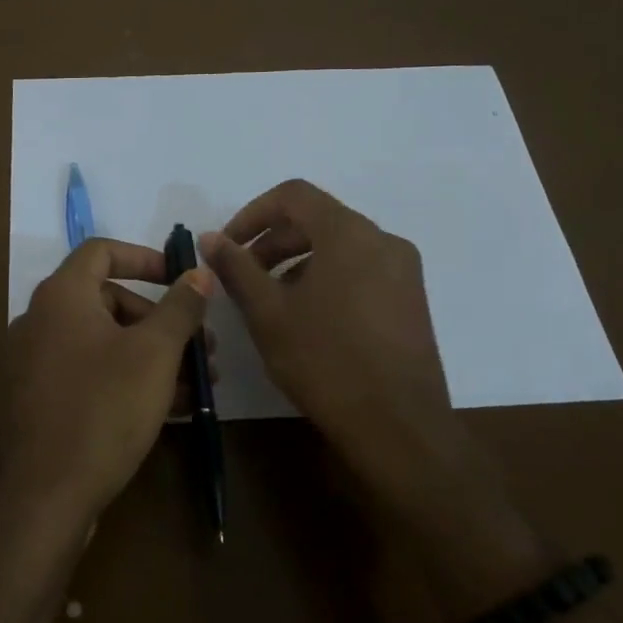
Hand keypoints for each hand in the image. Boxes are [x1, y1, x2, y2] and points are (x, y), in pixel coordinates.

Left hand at [6, 239, 214, 521]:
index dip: (145, 258)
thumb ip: (180, 307)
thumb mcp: (155, 353)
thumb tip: (199, 273)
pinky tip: (171, 407)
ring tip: (198, 384)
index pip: (102, 251)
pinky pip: (91, 372)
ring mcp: (37, 361)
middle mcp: (41, 320)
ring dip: (153, 355)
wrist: (48, 494)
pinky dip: (128, 378)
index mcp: (61, 296)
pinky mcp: (42, 398)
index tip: (180, 280)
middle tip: (201, 347)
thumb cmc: (105, 407)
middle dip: (160, 320)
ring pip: (105, 341)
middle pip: (109, 300)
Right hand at [200, 180, 448, 466]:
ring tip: (270, 299)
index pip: (294, 195)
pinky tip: (308, 317)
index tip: (228, 246)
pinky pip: (361, 269)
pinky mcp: (411, 299)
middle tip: (243, 275)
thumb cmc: (325, 361)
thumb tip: (211, 237)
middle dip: (273, 240)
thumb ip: (236, 268)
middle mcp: (383, 240)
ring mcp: (404, 270)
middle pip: (318, 219)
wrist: (398, 427)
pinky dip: (327, 276)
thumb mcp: (268, 313)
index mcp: (349, 233)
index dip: (252, 214)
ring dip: (298, 260)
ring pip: (339, 246)